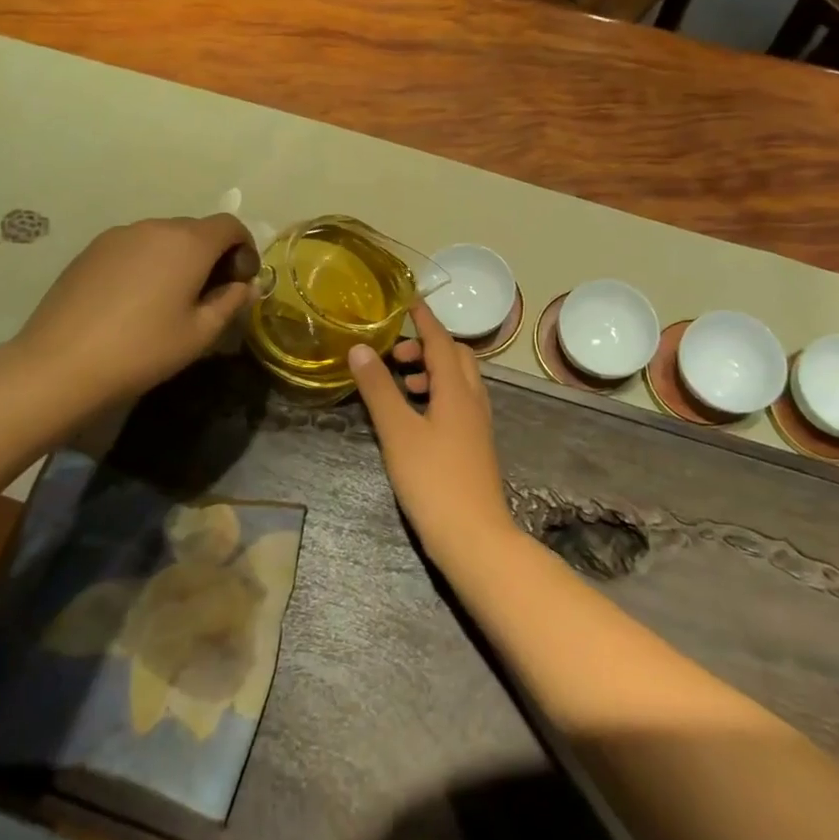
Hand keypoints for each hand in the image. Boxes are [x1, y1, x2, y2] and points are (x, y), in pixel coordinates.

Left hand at [13, 214, 254, 408]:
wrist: (60, 364)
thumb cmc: (143, 349)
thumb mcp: (200, 333)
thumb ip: (230, 302)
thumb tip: (247, 286)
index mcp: (188, 243)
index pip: (230, 225)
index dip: (244, 247)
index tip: (241, 279)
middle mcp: (155, 227)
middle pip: (196, 229)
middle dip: (212, 254)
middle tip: (209, 294)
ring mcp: (118, 235)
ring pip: (163, 237)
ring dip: (177, 258)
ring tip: (169, 298)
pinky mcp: (91, 250)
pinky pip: (134, 247)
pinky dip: (147, 262)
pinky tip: (135, 300)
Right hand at [349, 304, 515, 562]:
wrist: (475, 538)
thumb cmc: (434, 481)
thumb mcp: (398, 432)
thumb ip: (379, 389)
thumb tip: (361, 348)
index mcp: (457, 390)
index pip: (441, 340)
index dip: (424, 319)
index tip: (407, 301)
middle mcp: (473, 400)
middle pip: (456, 357)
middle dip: (426, 346)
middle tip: (395, 355)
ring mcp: (477, 425)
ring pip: (459, 381)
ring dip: (431, 371)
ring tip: (399, 384)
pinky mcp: (474, 445)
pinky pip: (458, 402)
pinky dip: (436, 394)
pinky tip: (414, 416)